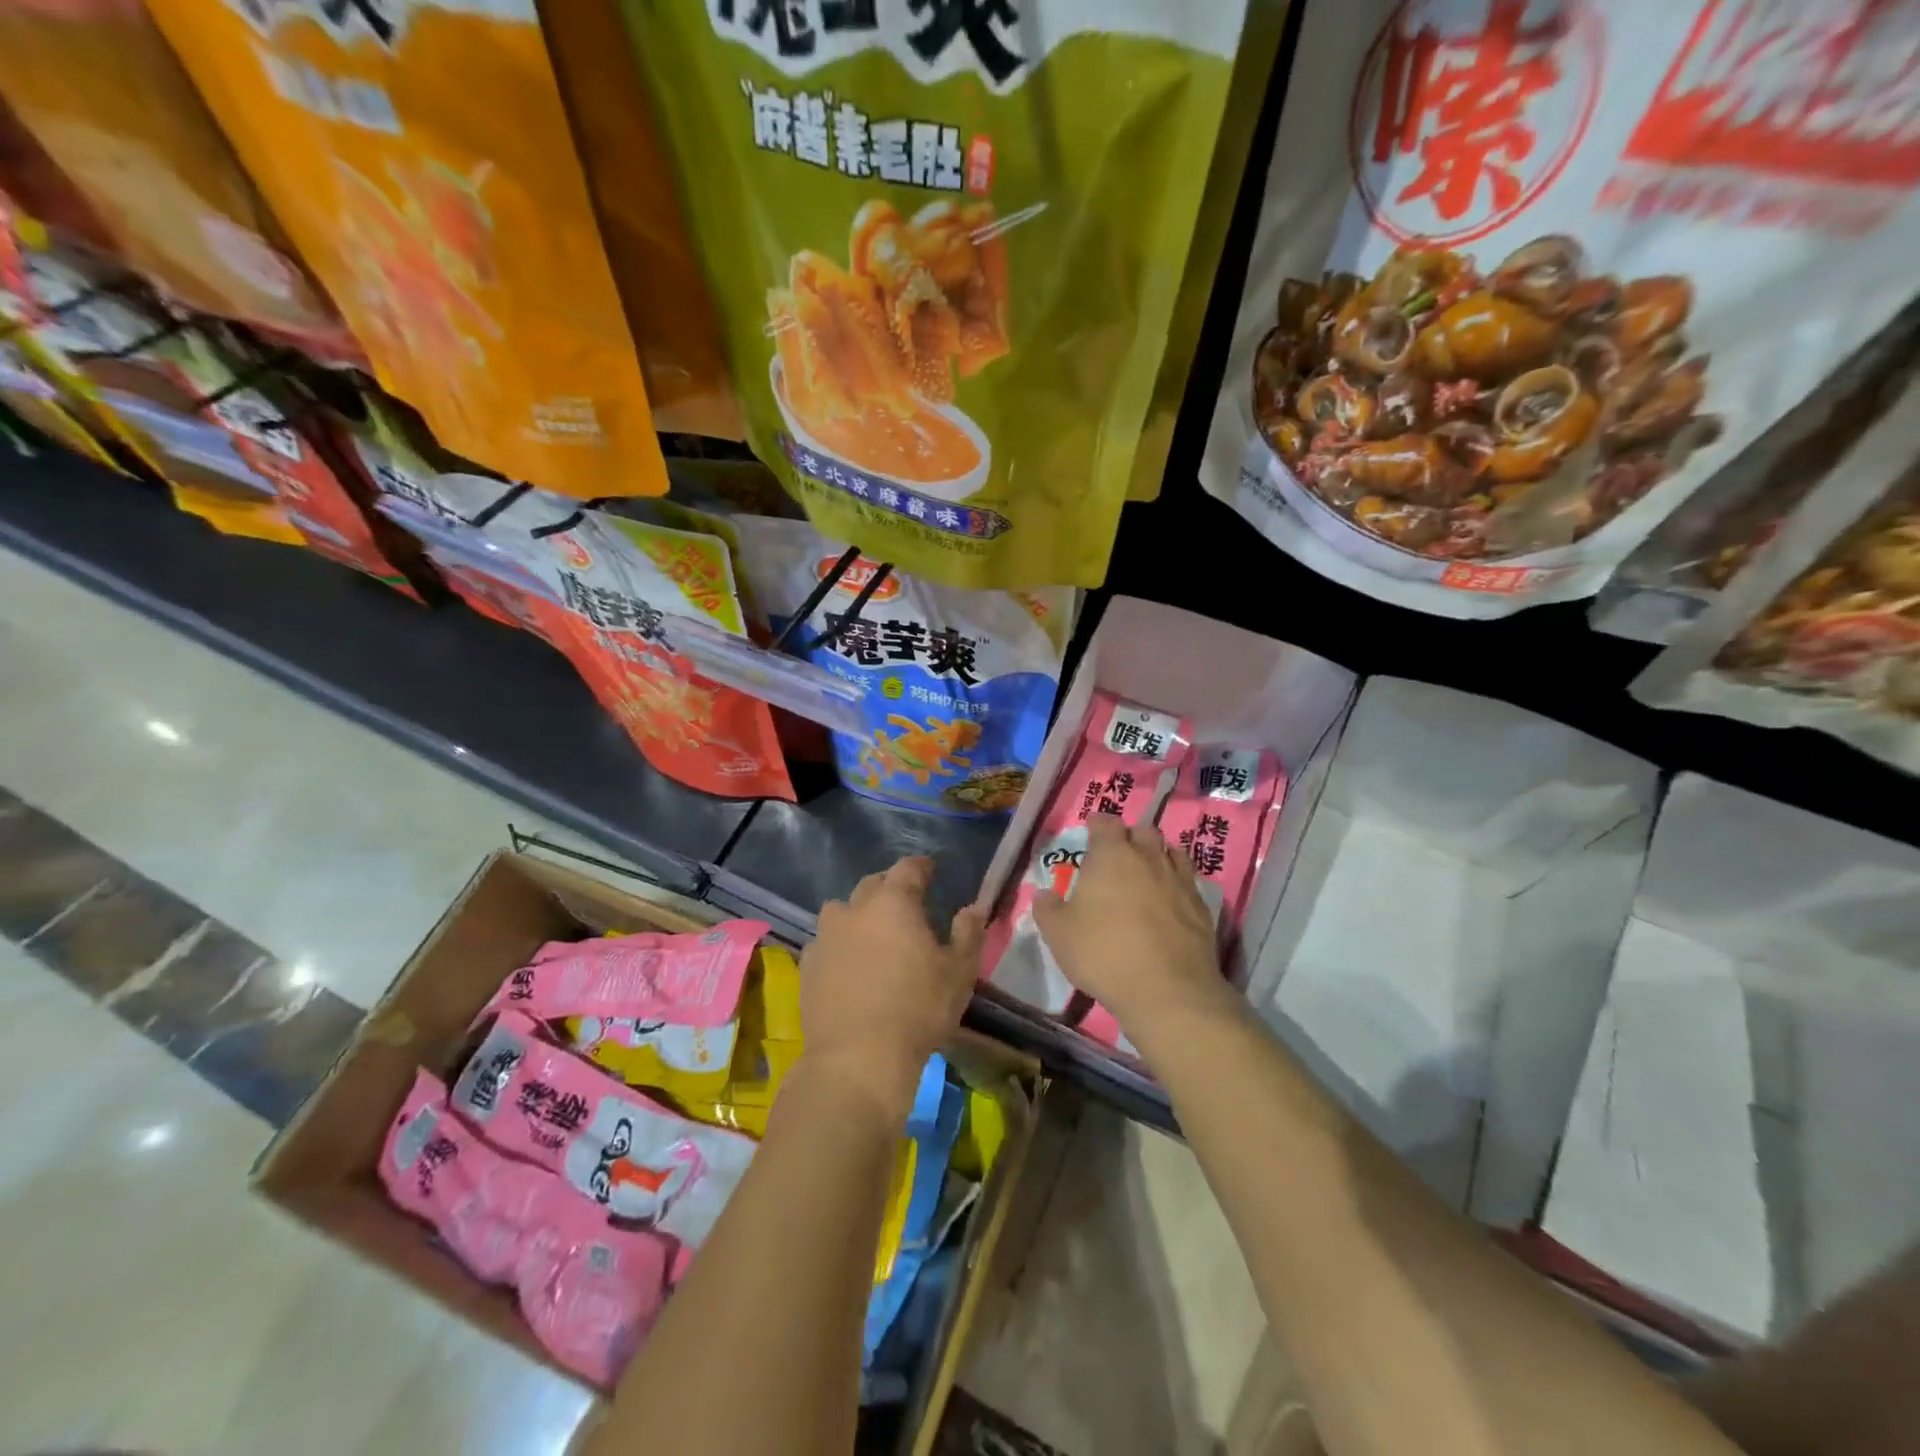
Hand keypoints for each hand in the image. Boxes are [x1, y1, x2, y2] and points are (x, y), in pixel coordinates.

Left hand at [799, 856, 983, 1120]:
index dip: (921, 866)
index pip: (908, 869)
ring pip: (841, 910)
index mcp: (894, 902)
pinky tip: (848, 964)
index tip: (930, 870)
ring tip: (872, 933)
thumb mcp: (959, 972)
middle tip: (905, 904)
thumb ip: (967, 933)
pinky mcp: (808, 965)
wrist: (858, 1058)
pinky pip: (825, 941)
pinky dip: (839, 944)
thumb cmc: (918, 1009)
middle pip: (872, 884)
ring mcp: (826, 936)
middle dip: (889, 887)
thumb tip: (972, 908)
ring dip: (858, 913)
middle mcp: (855, 909)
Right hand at [1033, 815, 1235, 1039]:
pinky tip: (1170, 901)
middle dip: (1130, 837)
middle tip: (1118, 855)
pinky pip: (1189, 881)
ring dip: (1158, 856)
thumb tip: (1043, 894)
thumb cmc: (1103, 953)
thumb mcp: (1059, 934)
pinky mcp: (1201, 905)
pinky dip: (1178, 883)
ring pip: (1171, 852)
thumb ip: (1047, 909)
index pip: (1106, 822)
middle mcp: (1148, 857)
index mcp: (1111, 855)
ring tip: (1147, 873)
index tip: (1092, 831)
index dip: (1098, 824)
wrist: (1167, 989)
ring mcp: (1179, 879)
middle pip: (1143, 831)